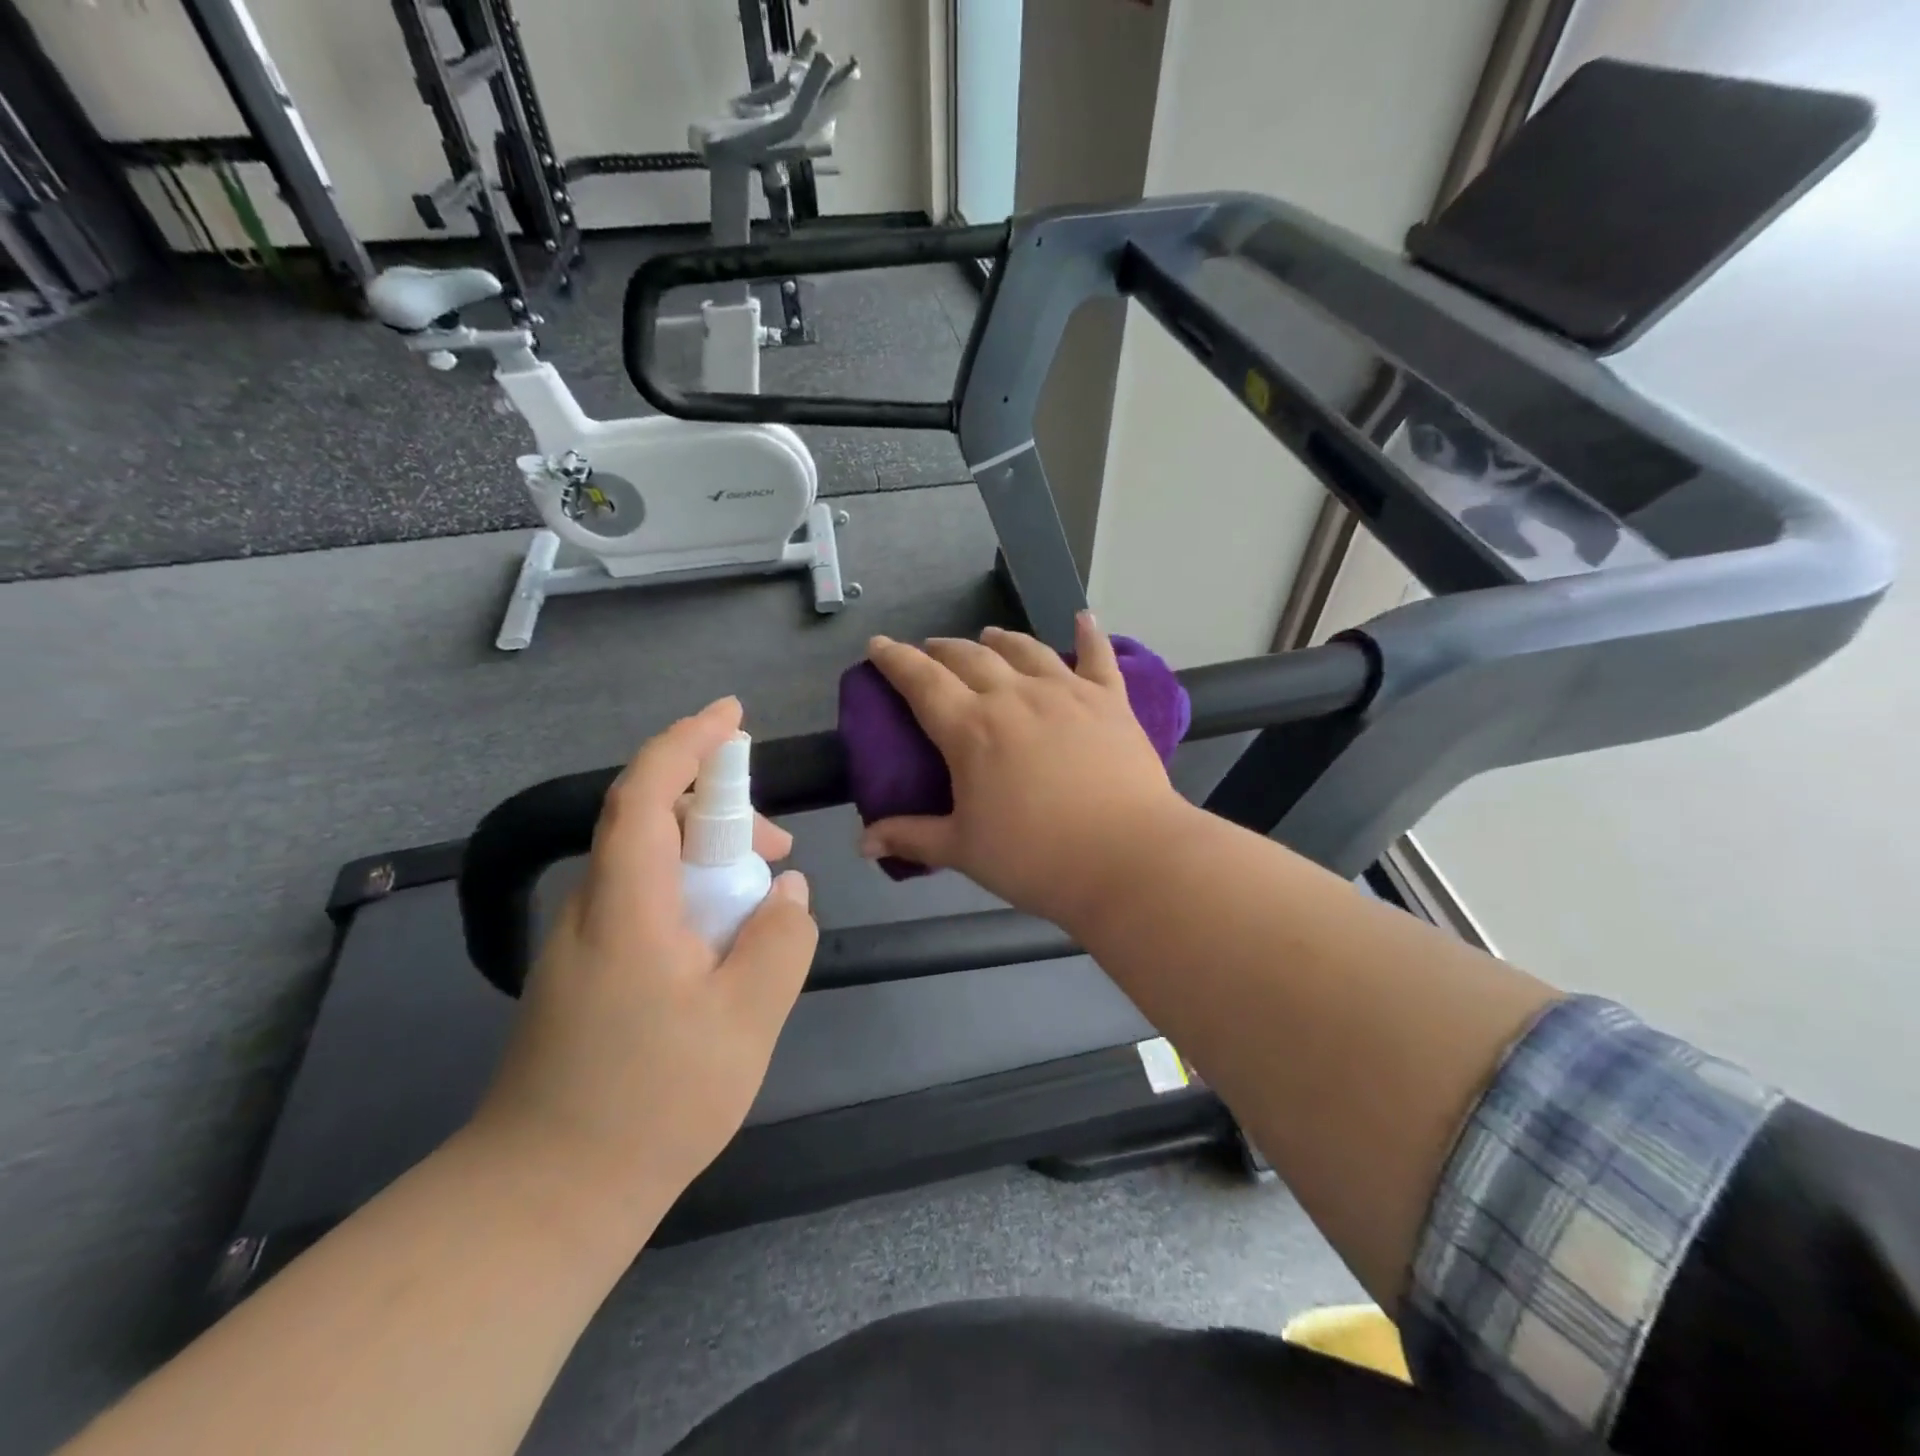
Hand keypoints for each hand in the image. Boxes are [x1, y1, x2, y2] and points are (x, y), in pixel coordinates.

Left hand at [472, 698, 817, 1232]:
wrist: (544, 1197)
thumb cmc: (650, 1102)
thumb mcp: (746, 1020)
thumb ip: (780, 942)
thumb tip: (786, 893)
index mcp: (626, 904)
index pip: (647, 792)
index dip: (687, 742)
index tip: (732, 714)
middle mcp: (592, 908)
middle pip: (647, 820)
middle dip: (717, 809)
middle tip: (778, 846)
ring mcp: (580, 943)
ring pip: (646, 864)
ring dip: (707, 858)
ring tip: (763, 900)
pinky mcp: (581, 973)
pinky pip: (641, 902)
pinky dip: (689, 894)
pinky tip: (723, 943)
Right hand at [860, 613, 1193, 930]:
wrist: (1127, 857)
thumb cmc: (1036, 858)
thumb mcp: (964, 851)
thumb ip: (912, 838)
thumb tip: (864, 843)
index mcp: (971, 728)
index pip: (921, 681)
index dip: (895, 659)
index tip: (878, 645)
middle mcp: (1014, 696)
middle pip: (970, 657)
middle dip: (942, 649)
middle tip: (931, 651)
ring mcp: (1066, 692)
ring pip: (1025, 649)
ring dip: (1000, 639)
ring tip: (989, 635)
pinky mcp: (1110, 700)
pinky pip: (1097, 657)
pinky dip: (1088, 635)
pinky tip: (1083, 618)